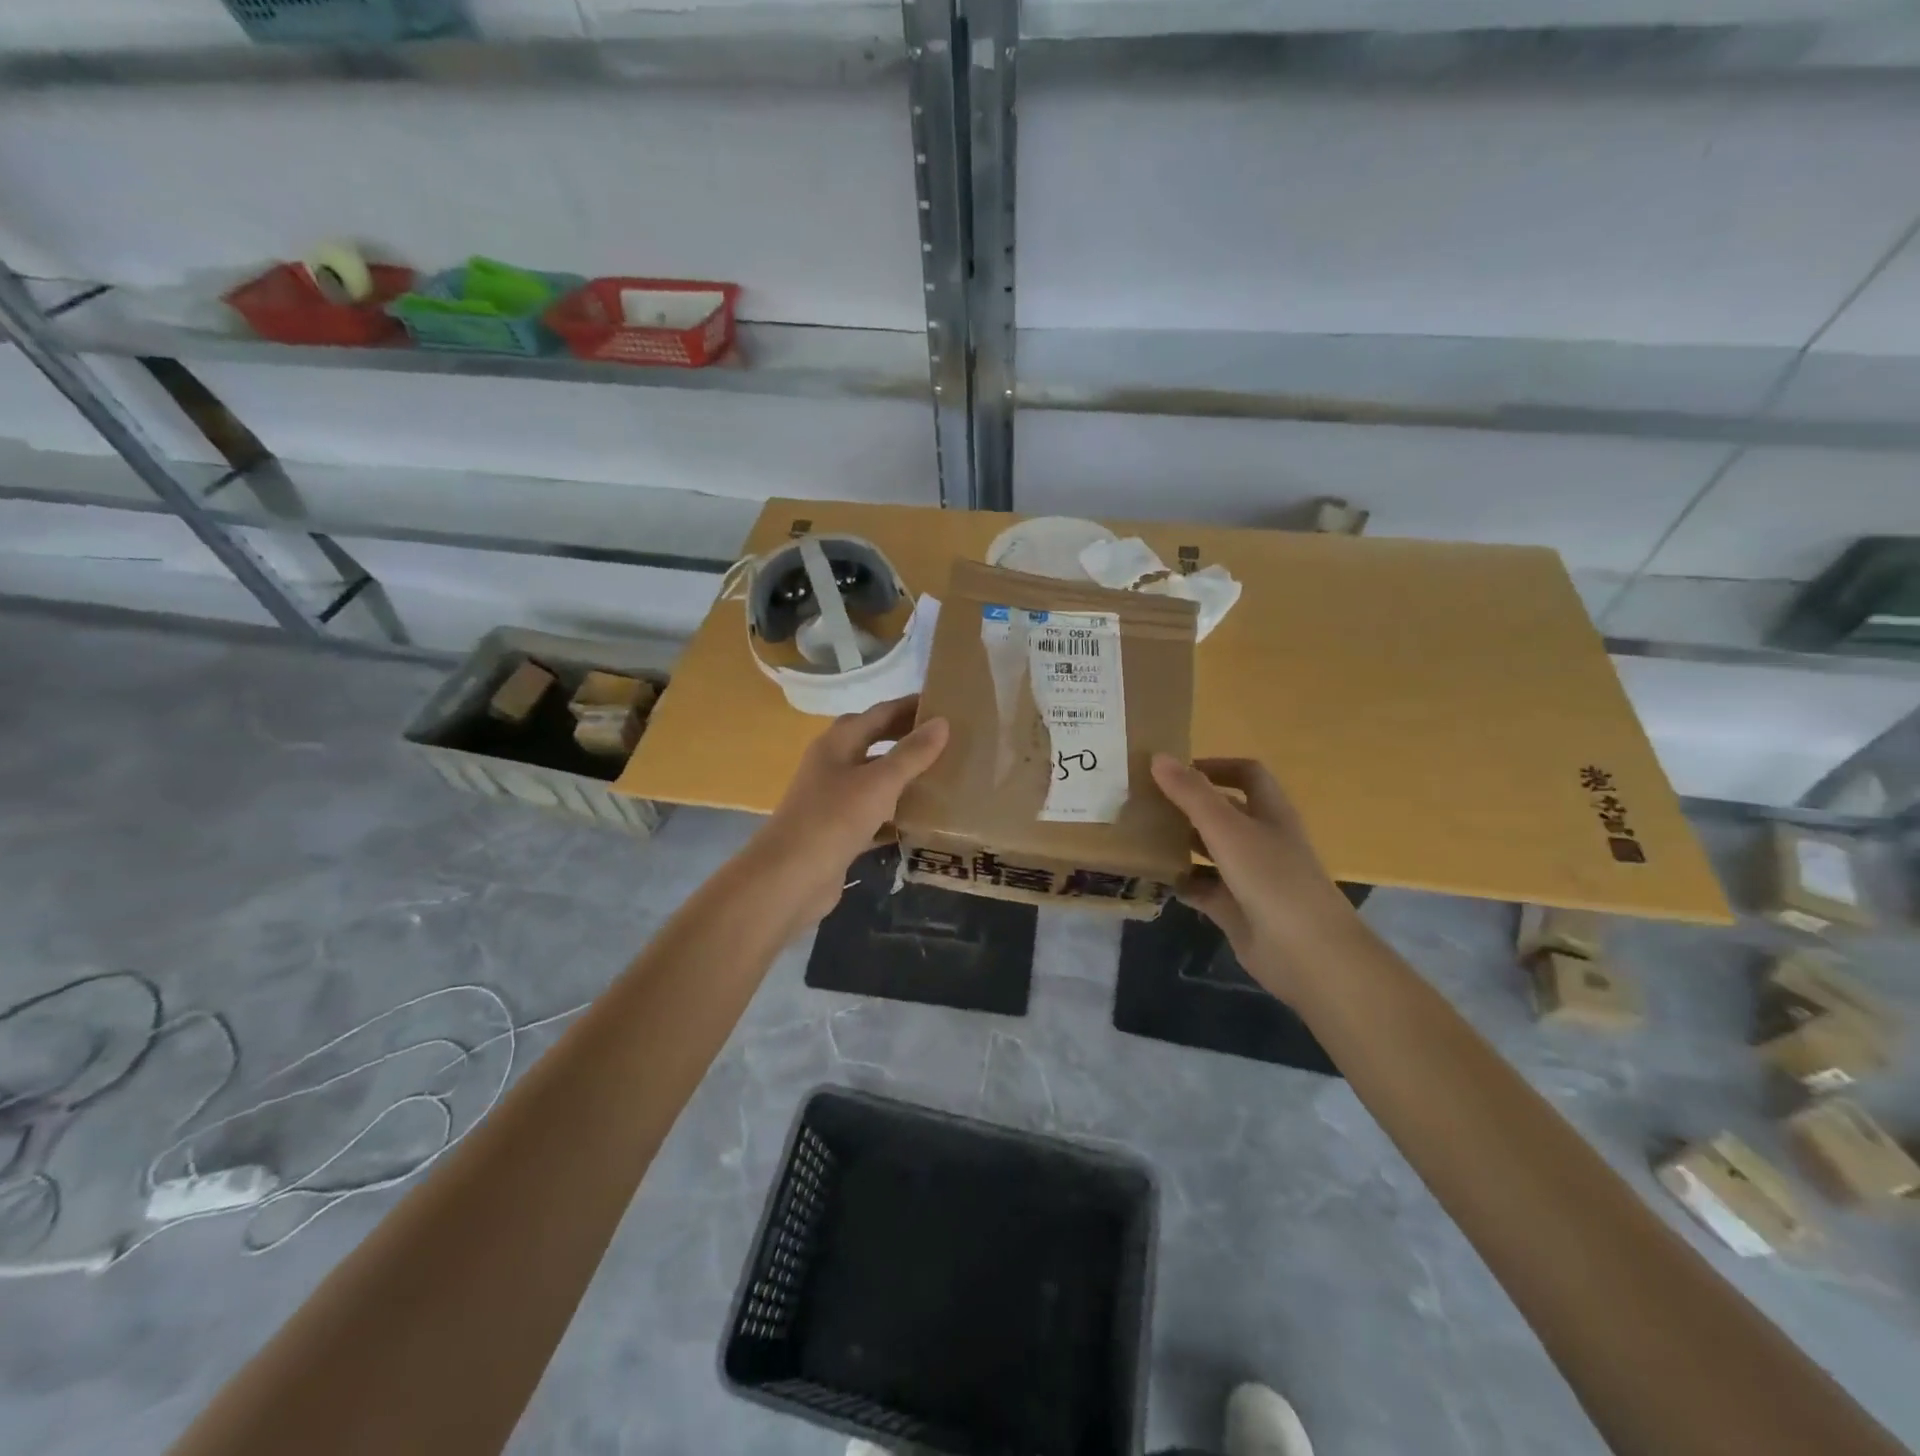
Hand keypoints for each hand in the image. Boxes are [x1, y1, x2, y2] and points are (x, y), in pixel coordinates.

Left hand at [748, 696, 949, 926]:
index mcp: (837, 744)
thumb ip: (911, 754)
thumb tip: (942, 722)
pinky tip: (925, 821)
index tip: (946, 704)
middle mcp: (833, 766)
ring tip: (945, 776)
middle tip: (950, 741)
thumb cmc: (833, 819)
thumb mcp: (879, 782)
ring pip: (876, 781)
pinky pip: (875, 816)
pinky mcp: (840, 833)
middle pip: (875, 744)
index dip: (910, 706)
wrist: (789, 878)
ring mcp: (835, 801)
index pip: (879, 713)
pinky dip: (897, 815)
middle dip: (908, 740)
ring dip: (905, 778)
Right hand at [1149, 755, 1360, 994]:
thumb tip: (1157, 757)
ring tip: (1141, 835)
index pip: (1246, 774)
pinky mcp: (1236, 910)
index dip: (1215, 766)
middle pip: (1223, 812)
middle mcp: (1261, 840)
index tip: (1174, 770)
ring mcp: (1250, 877)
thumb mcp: (1227, 829)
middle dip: (1188, 805)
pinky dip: (1180, 882)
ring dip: (1180, 842)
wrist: (1308, 954)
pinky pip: (1202, 889)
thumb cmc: (1272, 879)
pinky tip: (1153, 878)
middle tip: (1145, 801)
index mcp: (1269, 813)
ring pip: (1210, 850)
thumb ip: (1192, 794)